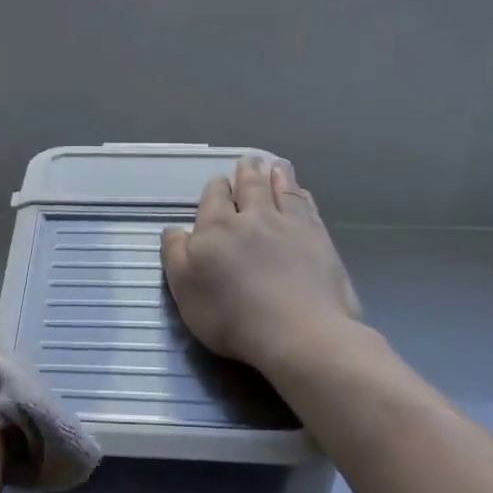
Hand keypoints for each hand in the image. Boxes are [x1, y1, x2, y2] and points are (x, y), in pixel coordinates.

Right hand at [161, 157, 363, 379]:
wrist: (298, 332)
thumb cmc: (231, 316)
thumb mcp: (184, 289)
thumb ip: (175, 254)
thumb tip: (174, 229)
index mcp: (216, 227)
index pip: (214, 197)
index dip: (216, 189)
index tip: (218, 184)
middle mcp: (253, 217)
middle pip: (249, 187)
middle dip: (247, 172)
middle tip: (249, 160)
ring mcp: (289, 225)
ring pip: (281, 190)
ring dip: (277, 175)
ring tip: (276, 164)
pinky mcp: (319, 239)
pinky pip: (307, 207)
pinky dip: (301, 195)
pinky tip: (302, 193)